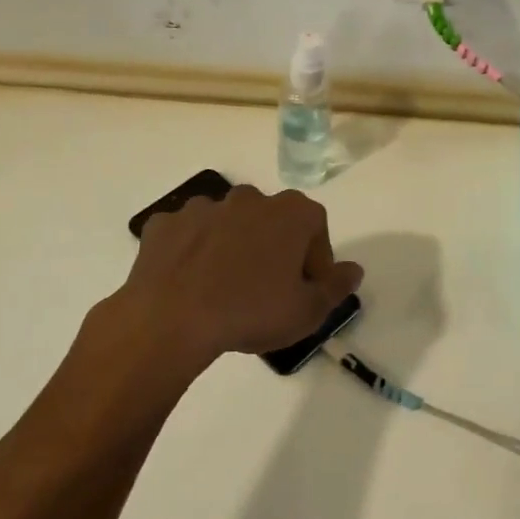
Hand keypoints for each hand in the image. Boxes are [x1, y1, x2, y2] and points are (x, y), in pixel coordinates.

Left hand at [68, 185, 364, 408]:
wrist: (170, 320)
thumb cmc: (252, 312)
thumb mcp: (309, 311)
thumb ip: (337, 287)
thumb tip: (354, 269)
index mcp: (292, 212)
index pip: (317, 229)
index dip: (315, 262)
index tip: (306, 290)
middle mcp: (250, 198)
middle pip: (273, 221)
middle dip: (276, 249)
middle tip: (269, 290)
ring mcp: (204, 207)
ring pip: (230, 224)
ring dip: (234, 247)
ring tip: (227, 289)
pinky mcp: (165, 224)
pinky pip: (189, 235)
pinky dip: (194, 252)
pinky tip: (191, 284)